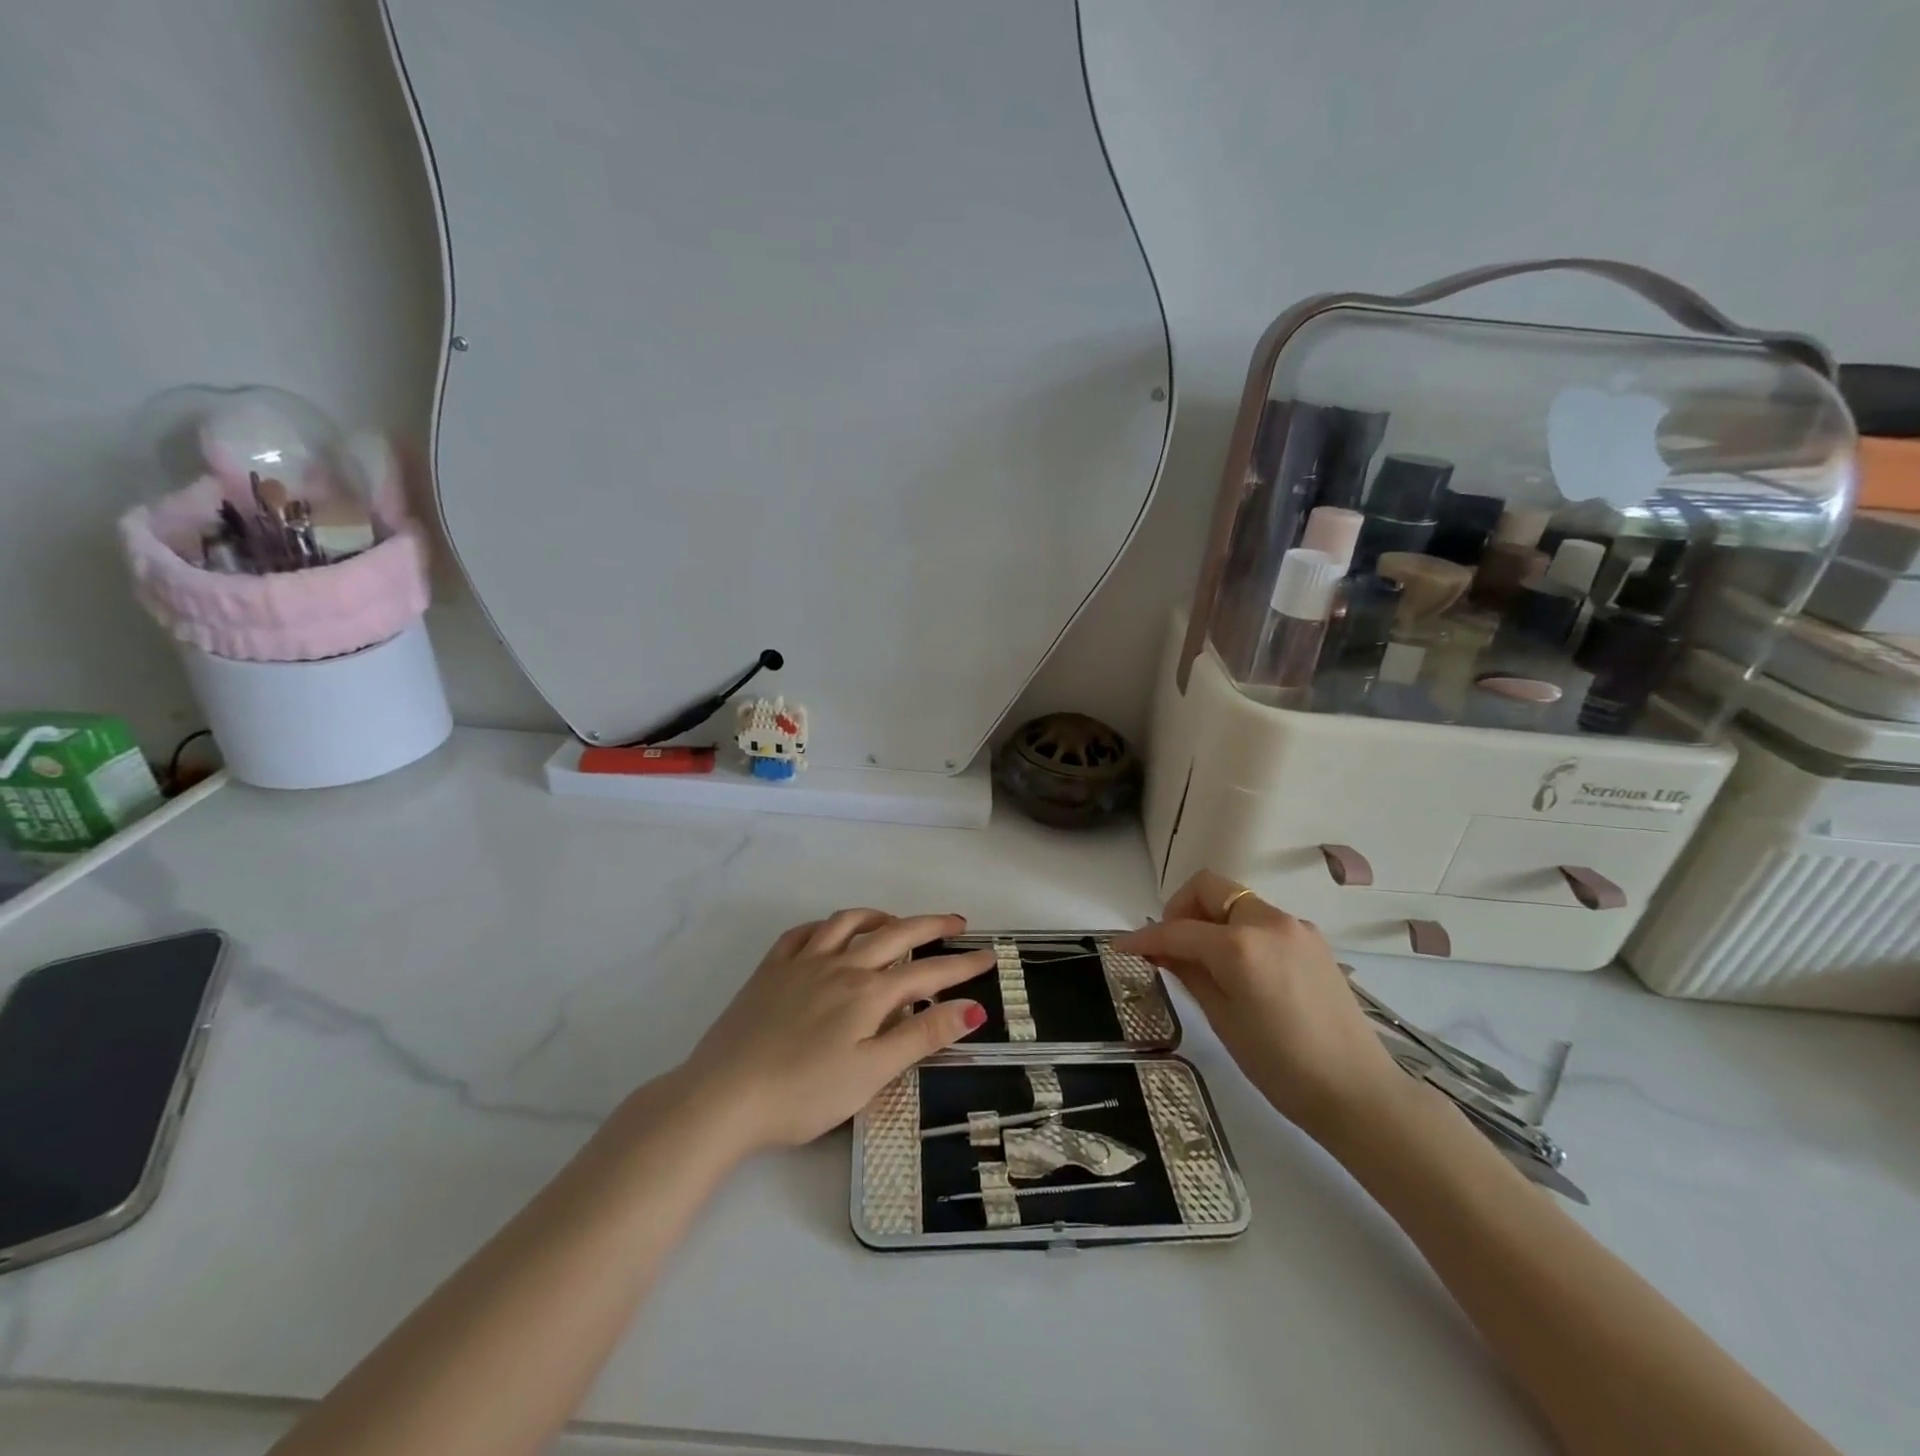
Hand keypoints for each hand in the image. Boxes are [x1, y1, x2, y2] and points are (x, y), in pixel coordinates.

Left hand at [673, 909, 992, 1152]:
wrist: (723, 1097)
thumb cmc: (804, 1093)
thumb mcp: (872, 1073)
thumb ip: (922, 1036)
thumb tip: (972, 1007)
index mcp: (868, 993)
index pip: (928, 973)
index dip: (962, 966)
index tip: (990, 957)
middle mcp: (840, 965)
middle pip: (894, 934)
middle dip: (930, 926)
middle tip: (957, 924)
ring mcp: (802, 962)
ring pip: (848, 923)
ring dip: (879, 916)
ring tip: (896, 921)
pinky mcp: (770, 970)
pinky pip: (803, 933)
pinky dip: (826, 926)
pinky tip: (830, 933)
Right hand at [1113, 871, 1400, 1141]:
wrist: (1359, 1094)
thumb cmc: (1281, 1066)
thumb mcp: (1222, 1020)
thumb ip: (1188, 973)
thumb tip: (1160, 949)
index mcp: (1240, 945)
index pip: (1177, 930)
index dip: (1144, 937)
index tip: (1120, 947)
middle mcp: (1268, 921)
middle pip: (1210, 888)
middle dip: (1180, 908)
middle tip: (1170, 946)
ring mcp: (1296, 927)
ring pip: (1237, 901)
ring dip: (1211, 919)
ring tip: (1203, 962)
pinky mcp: (1313, 941)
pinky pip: (1262, 920)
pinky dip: (1239, 931)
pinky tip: (1239, 969)